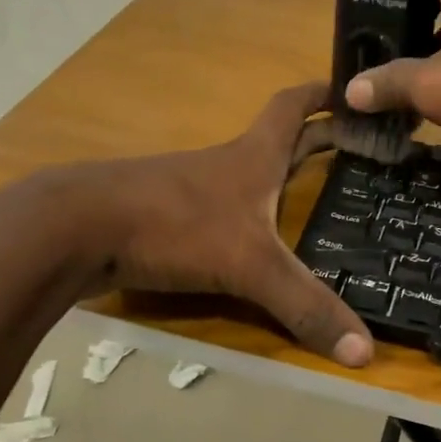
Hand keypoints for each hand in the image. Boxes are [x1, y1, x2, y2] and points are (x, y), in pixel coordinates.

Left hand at [0, 83, 372, 366]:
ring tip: (313, 195)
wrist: (74, 229)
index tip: (350, 88)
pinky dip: (244, 214)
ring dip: (279, 176)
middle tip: (356, 148)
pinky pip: (218, 209)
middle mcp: (225, 165)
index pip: (293, 108)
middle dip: (316, 139)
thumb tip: (366, 352)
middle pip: (278, 140)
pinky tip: (251, 239)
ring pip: (246, 175)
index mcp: (253, 157)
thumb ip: (305, 305)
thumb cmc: (174, 225)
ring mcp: (191, 189)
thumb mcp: (250, 266)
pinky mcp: (164, 216)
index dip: (323, 95)